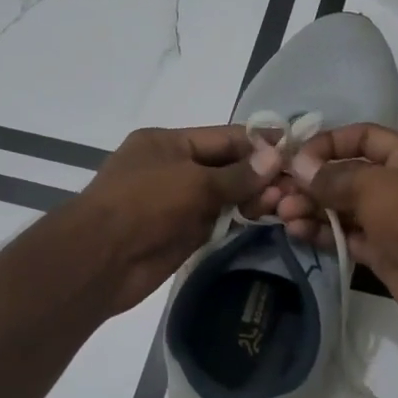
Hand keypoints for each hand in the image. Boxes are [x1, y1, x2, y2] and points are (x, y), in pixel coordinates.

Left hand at [74, 125, 282, 313]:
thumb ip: (236, 174)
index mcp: (168, 143)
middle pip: (226, 166)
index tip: (295, 149)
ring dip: (253, 197)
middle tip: (295, 184)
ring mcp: (178, 202)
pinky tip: (266, 217)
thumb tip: (275, 159)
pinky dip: (240, 218)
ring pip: (225, 195)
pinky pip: (218, 220)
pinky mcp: (183, 233)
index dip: (259, 143)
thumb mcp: (193, 181)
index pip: (223, 137)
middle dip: (260, 174)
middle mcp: (174, 168)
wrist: (101, 260)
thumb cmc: (143, 205)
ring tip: (285, 203)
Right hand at [274, 124, 397, 342]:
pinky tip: (296, 231)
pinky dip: (322, 232)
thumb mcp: (374, 185)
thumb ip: (334, 176)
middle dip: (314, 181)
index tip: (296, 157)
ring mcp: (394, 222)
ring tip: (283, 214)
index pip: (365, 137)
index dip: (329, 143)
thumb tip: (300, 168)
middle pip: (350, 175)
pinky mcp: (384, 253)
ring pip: (345, 208)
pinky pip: (347, 236)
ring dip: (313, 208)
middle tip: (279, 191)